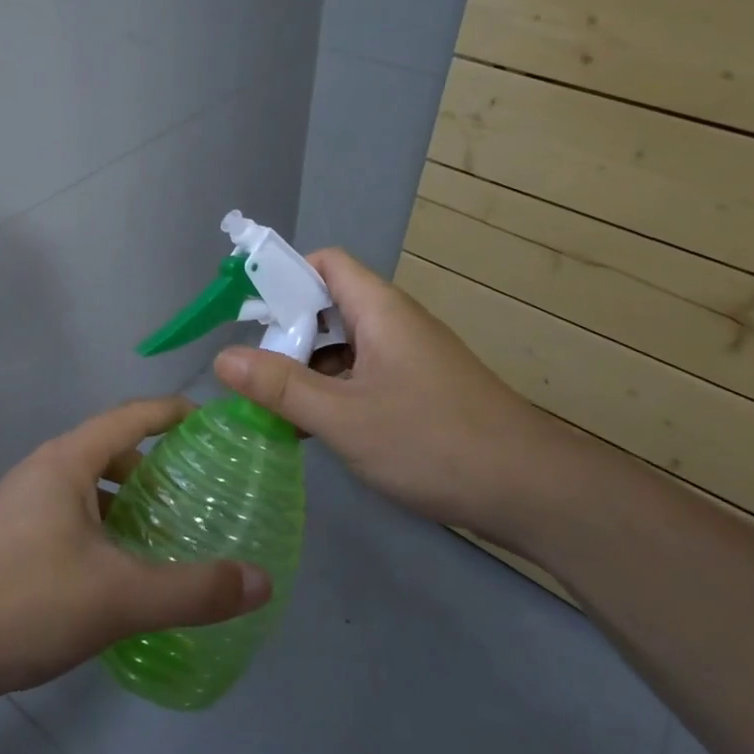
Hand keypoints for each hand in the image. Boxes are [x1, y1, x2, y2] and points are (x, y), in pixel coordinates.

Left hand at [0, 397, 273, 703]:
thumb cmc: (25, 600)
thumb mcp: (118, 597)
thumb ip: (193, 590)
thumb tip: (262, 581)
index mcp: (68, 460)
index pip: (132, 416)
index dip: (173, 413)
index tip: (213, 423)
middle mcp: (45, 469)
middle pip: (112, 450)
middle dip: (156, 467)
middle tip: (199, 495)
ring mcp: (23, 503)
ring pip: (90, 487)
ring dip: (128, 502)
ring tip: (167, 535)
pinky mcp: (12, 537)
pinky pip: (72, 515)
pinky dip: (105, 527)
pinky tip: (120, 570)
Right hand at [214, 249, 561, 542]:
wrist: (531, 491)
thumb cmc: (432, 441)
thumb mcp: (343, 416)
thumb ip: (280, 386)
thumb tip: (222, 357)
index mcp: (379, 310)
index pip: (324, 263)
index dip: (284, 277)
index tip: (248, 315)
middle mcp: (394, 323)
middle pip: (328, 305)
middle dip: (286, 333)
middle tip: (252, 371)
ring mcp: (408, 358)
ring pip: (343, 346)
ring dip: (307, 368)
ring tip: (273, 406)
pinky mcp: (418, 390)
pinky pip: (362, 375)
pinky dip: (333, 392)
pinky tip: (313, 429)